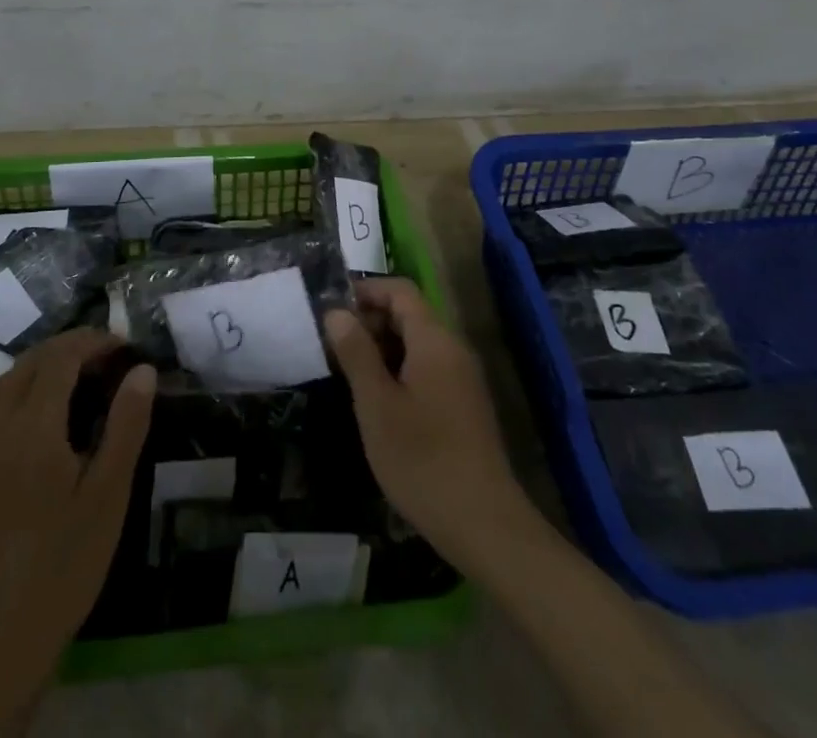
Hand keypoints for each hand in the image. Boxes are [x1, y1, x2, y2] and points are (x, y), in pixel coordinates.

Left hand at [0, 329, 154, 735]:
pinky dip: (5, 396)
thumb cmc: (63, 564)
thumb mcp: (108, 494)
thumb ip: (126, 424)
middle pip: (30, 362)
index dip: (92, 342)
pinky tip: (20, 415)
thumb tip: (142, 370)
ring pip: (2, 382)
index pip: (61, 357)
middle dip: (68, 349)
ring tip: (70, 378)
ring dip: (37, 368)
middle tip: (104, 358)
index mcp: (33, 425)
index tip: (122, 346)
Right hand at [324, 278, 536, 575]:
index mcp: (434, 340)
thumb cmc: (422, 459)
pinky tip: (379, 403)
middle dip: (370, 322)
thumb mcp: (376, 404)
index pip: (400, 290)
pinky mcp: (465, 406)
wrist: (485, 525)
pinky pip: (428, 369)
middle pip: (409, 314)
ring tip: (349, 376)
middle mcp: (453, 349)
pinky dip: (399, 371)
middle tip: (334, 348)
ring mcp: (463, 379)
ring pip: (417, 344)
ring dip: (382, 349)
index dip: (365, 291)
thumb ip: (356, 352)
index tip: (331, 311)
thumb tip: (336, 313)